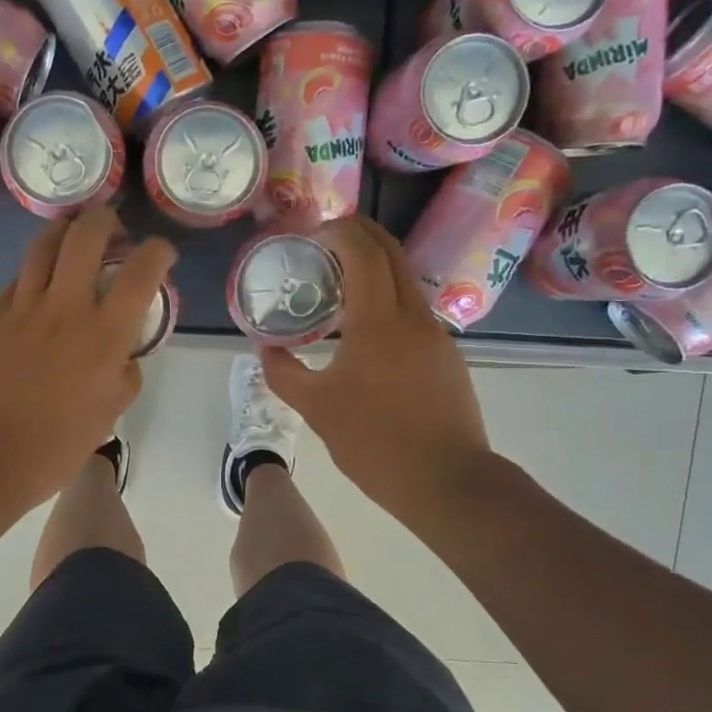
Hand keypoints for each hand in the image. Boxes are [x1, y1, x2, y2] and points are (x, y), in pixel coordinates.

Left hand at [0, 208, 175, 509]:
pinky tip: (37, 292)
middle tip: (113, 233)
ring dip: (66, 233)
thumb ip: (124, 373)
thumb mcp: (110, 413)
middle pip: (87, 234)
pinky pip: (16, 280)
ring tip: (72, 242)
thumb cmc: (56, 447)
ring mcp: (22, 307)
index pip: (142, 270)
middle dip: (106, 220)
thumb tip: (122, 353)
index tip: (160, 254)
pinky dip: (34, 275)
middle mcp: (66, 307)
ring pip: (44, 244)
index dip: (158, 251)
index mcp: (105, 335)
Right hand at [259, 215, 494, 524]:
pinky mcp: (447, 354)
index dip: (339, 231)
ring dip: (375, 266)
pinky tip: (366, 327)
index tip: (312, 234)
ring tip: (340, 283)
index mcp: (379, 321)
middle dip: (360, 234)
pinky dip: (388, 297)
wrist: (446, 480)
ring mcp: (436, 334)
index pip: (364, 251)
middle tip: (325, 241)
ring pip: (406, 279)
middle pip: (391, 252)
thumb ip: (283, 373)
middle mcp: (413, 315)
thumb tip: (264, 347)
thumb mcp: (316, 409)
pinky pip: (414, 309)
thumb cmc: (374, 442)